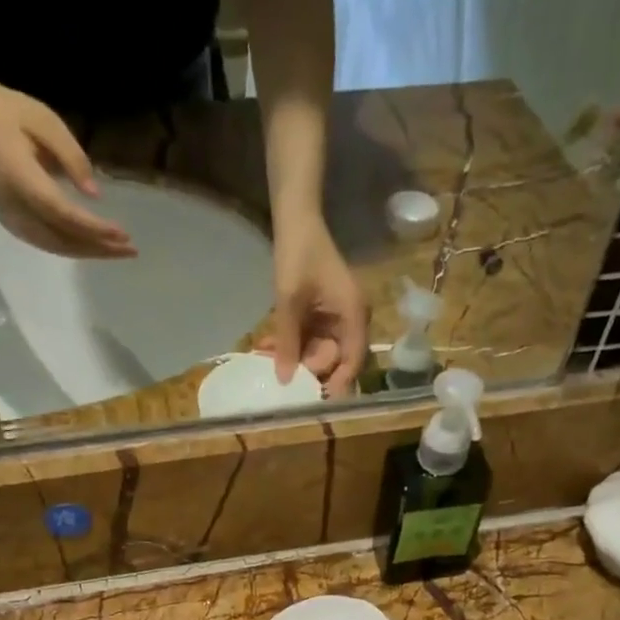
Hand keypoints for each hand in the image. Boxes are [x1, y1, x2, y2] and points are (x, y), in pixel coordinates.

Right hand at [0, 68, 134, 258]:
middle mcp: (12, 205)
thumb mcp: (46, 122)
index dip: (93, 228)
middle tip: (131, 249)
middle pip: (61, 239)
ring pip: (56, 247)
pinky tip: (96, 246)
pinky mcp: (12, 223)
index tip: (122, 234)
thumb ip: (72, 157)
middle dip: (98, 247)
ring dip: (89, 252)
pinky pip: (48, 243)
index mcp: (17, 176)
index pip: (61, 213)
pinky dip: (75, 248)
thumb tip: (95, 195)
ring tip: (119, 251)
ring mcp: (9, 218)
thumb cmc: (10, 113)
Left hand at [258, 215, 368, 395]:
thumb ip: (288, 342)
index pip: (353, 359)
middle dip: (306, 367)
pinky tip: (268, 346)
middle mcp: (350, 320)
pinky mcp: (321, 315)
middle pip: (334, 359)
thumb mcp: (290, 301)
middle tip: (278, 372)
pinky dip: (291, 343)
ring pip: (318, 351)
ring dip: (293, 356)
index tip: (317, 400)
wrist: (295, 219)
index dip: (338, 382)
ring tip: (265, 356)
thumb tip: (285, 380)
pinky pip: (309, 338)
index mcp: (353, 315)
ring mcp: (335, 318)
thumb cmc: (298, 254)